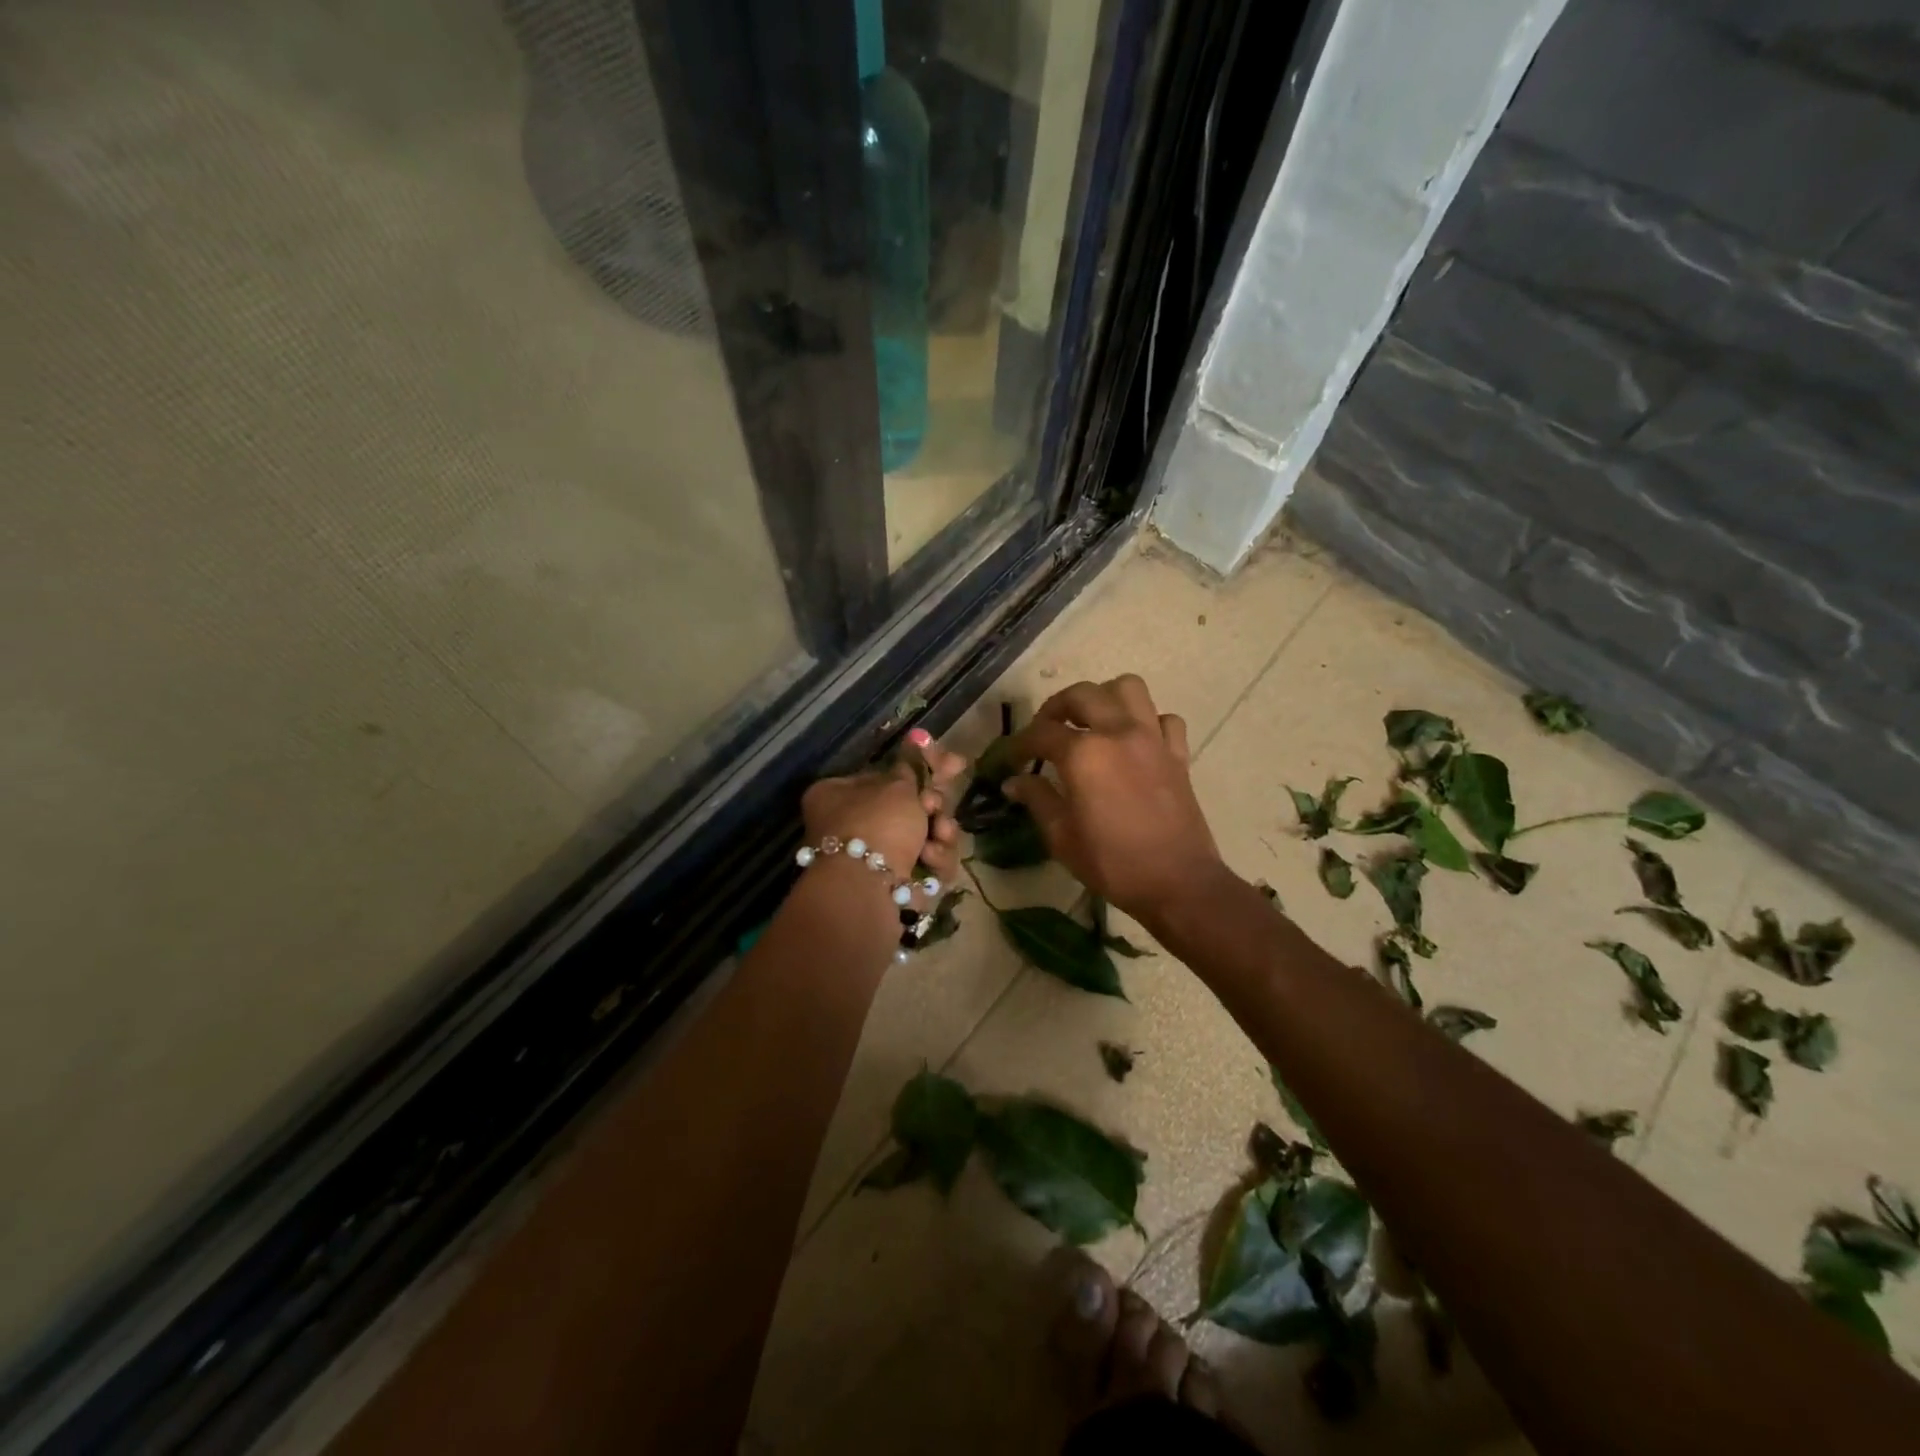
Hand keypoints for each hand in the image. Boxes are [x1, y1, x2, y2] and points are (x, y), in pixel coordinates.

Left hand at [801, 730, 966, 892]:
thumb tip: (918, 740)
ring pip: (922, 837)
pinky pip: (924, 865)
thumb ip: (913, 765)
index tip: (955, 765)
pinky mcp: (892, 885)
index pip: (889, 774)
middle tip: (937, 809)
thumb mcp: (898, 785)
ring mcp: (871, 857)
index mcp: (838, 794)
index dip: (924, 768)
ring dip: (939, 835)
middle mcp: (850, 824)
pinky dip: (934, 862)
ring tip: (939, 838)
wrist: (868, 888)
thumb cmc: (878, 823)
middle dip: (933, 808)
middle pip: (909, 808)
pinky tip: (932, 862)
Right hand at [1003, 676, 1225, 922]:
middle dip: (1056, 708)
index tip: (1011, 760)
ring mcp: (1152, 739)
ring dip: (1104, 698)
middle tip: (1046, 732)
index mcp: (1084, 754)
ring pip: (1128, 688)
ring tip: (1092, 722)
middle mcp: (1118, 733)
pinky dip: (1147, 722)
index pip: (1041, 734)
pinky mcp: (1178, 754)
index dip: (1019, 744)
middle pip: (1082, 695)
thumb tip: (1015, 782)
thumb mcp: (1062, 838)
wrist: (1178, 883)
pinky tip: (1135, 742)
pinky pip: (1164, 719)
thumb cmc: (1113, 864)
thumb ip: (1037, 800)